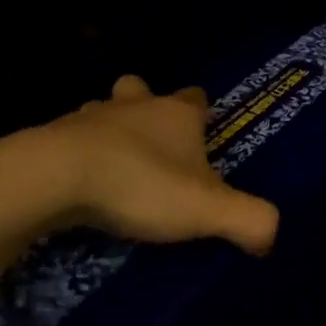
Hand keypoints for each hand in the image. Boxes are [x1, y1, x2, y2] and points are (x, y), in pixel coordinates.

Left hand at [39, 74, 279, 255]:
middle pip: (144, 90)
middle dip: (149, 109)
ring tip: (113, 165)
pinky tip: (79, 184)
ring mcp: (91, 116)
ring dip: (110, 129)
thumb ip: (249, 219)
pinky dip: (78, 155)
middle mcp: (136, 106)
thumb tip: (271, 235)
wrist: (58, 175)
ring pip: (104, 110)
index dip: (202, 114)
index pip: (196, 98)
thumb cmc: (142, 183)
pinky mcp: (54, 136)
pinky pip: (71, 139)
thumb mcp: (208, 209)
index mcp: (177, 114)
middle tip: (153, 146)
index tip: (204, 136)